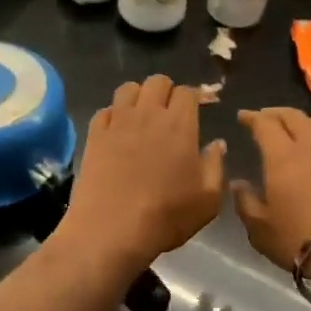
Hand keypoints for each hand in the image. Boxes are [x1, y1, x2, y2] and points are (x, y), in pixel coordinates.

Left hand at [59, 76, 226, 272]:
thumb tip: (217, 143)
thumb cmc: (166, 216)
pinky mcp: (94, 135)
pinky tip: (117, 131)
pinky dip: (113, 115)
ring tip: (142, 116)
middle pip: (157, 81)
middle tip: (170, 113)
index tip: (197, 110)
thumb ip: (215, 166)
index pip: (188, 92)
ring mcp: (117, 122)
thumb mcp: (208, 200)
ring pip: (128, 88)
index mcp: (180, 125)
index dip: (195, 97)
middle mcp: (148, 114)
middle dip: (167, 91)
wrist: (111, 229)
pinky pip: (104, 110)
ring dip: (138, 96)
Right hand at [232, 108, 310, 272]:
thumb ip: (245, 203)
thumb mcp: (260, 229)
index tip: (242, 116)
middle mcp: (310, 146)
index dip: (252, 117)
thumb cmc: (300, 237)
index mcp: (281, 156)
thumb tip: (238, 184)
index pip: (265, 124)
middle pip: (294, 117)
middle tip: (265, 117)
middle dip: (276, 113)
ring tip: (295, 126)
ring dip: (303, 121)